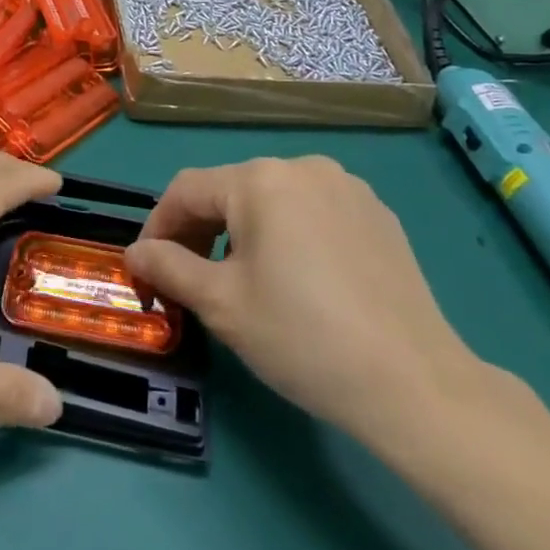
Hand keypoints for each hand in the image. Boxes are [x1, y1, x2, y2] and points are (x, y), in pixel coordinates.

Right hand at [124, 156, 493, 451]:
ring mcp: (348, 188)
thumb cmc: (302, 337)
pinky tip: (298, 281)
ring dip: (243, 233)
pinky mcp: (378, 215)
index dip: (158, 226)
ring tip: (243, 282)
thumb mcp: (221, 304)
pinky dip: (288, 236)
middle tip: (190, 280)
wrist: (414, 383)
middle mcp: (303, 167)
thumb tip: (135, 253)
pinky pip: (313, 212)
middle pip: (231, 191)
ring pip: (272, 201)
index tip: (147, 268)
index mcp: (260, 179)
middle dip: (200, 232)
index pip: (187, 190)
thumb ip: (168, 267)